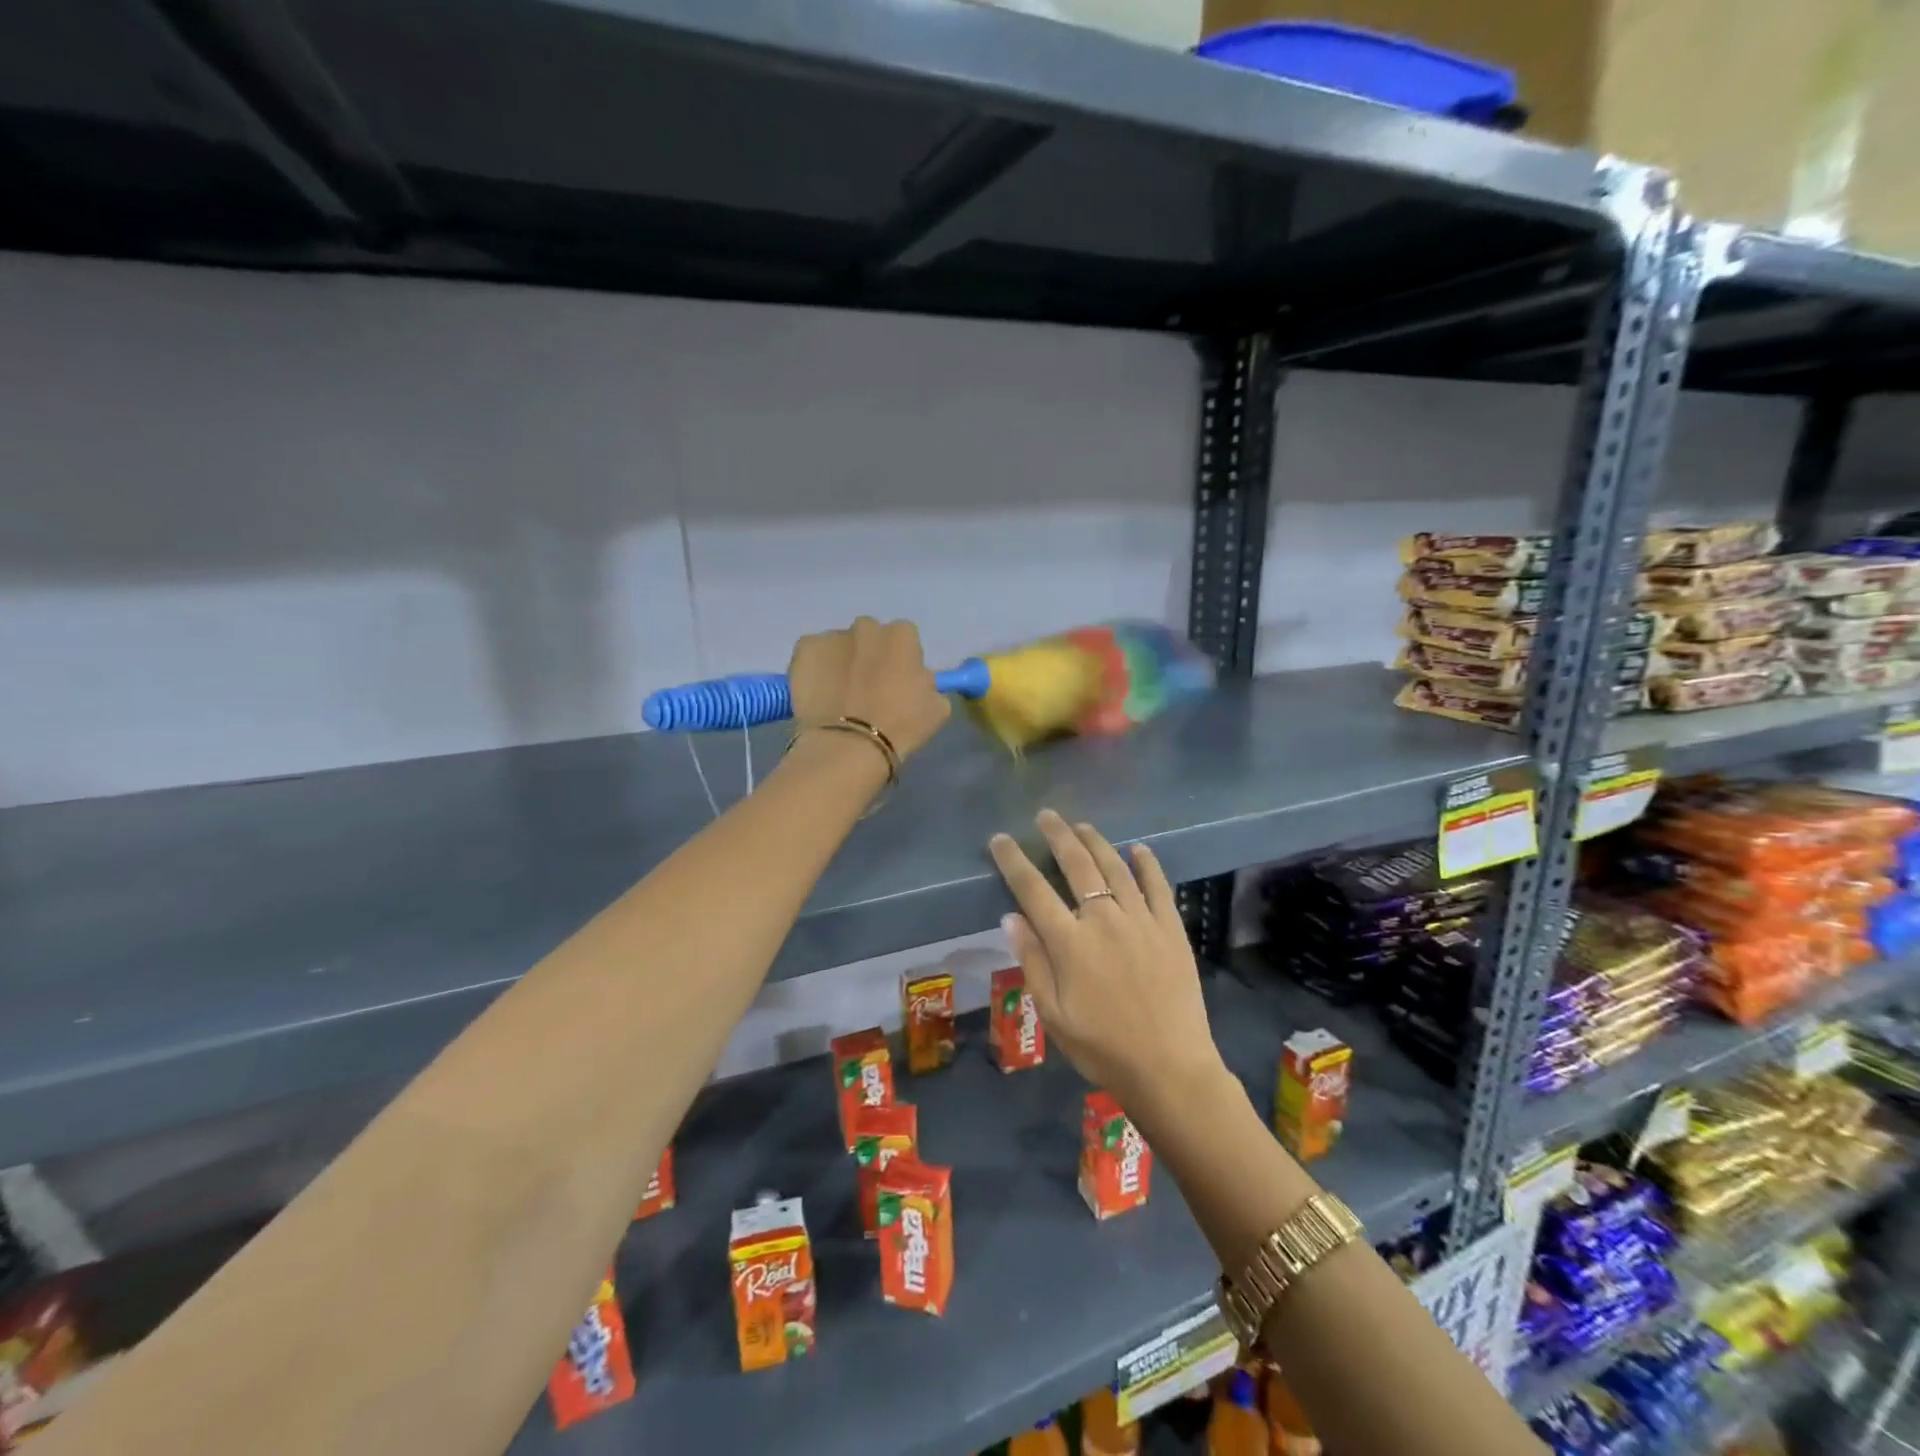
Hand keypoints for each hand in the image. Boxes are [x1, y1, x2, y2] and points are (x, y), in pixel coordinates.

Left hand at [788, 617, 950, 762]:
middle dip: (869, 657)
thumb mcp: (936, 707)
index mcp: (902, 636)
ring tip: (838, 696)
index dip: (900, 662)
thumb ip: (927, 684)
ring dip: (841, 663)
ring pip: (839, 646)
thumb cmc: (900, 727)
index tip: (896, 684)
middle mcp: (867, 627)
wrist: (849, 745)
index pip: (904, 639)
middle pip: (870, 637)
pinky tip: (818, 695)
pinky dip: (814, 670)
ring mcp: (832, 636)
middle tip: (866, 690)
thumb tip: (916, 680)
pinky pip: (812, 656)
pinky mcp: (804, 650)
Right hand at [989, 810, 1224, 1114]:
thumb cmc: (1102, 1047)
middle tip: (1046, 815)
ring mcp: (1141, 920)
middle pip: (1077, 865)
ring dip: (1096, 842)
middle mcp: (1104, 919)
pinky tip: (1139, 849)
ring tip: (1082, 825)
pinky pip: (1158, 886)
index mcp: (1070, 942)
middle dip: (1058, 836)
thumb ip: (1032, 961)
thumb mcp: (1053, 1014)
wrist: (1170, 1068)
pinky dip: (1147, 864)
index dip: (1014, 860)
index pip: (1033, 889)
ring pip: (1115, 867)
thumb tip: (1011, 917)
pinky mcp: (1170, 928)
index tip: (1001, 839)